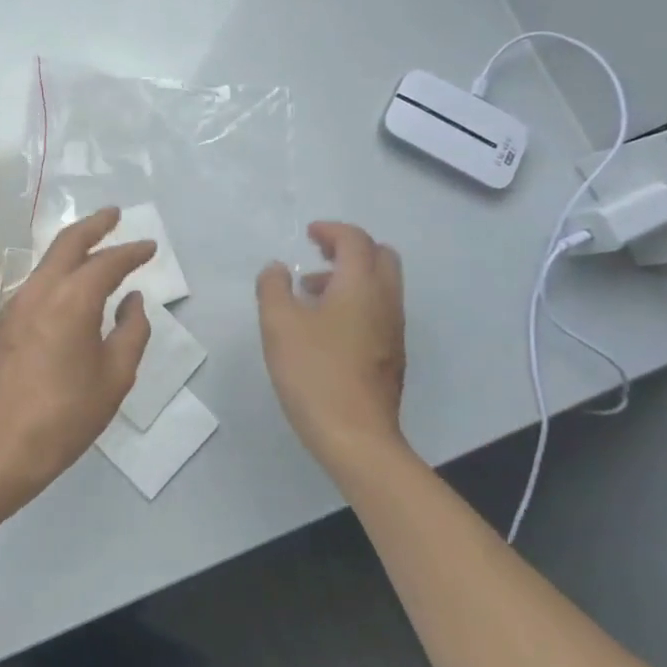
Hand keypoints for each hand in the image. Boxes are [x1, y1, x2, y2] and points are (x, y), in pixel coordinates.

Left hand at [0, 208, 154, 519]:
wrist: (2, 443)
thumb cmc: (67, 414)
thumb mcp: (115, 376)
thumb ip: (131, 331)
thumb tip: (132, 299)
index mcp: (72, 300)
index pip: (107, 262)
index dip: (131, 251)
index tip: (150, 246)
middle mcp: (39, 290)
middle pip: (68, 242)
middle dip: (94, 224)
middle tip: (115, 214)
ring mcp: (15, 303)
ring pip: (47, 260)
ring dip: (72, 247)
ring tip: (94, 244)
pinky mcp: (2, 320)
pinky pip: (34, 283)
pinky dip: (56, 271)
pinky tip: (67, 284)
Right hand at [256, 222, 408, 477]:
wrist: (355, 435)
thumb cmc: (313, 372)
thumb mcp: (278, 324)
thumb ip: (273, 287)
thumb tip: (278, 268)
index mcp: (361, 286)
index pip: (355, 240)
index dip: (331, 230)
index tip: (308, 234)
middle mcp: (386, 301)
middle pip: (380, 256)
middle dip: (350, 248)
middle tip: (318, 254)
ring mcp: (393, 330)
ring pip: (381, 285)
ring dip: (351, 276)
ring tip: (311, 293)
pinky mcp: (391, 355)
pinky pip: (379, 310)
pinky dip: (357, 300)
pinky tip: (325, 327)